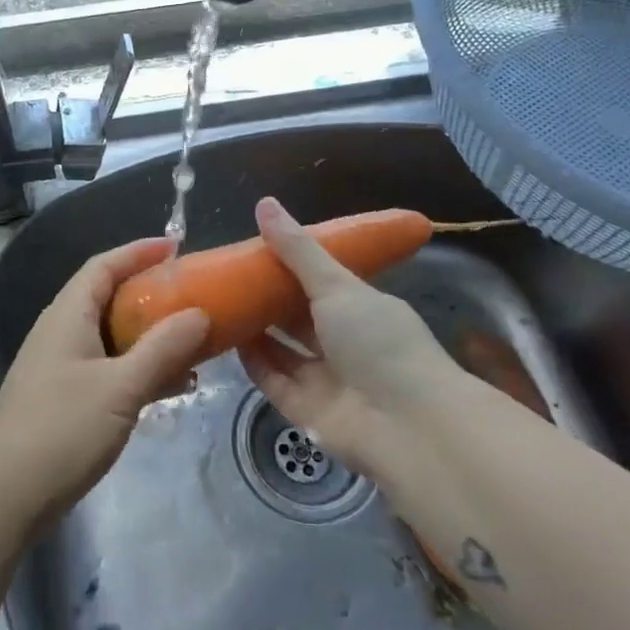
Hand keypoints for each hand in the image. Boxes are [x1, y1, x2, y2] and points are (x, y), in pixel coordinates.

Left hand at [0, 237, 209, 525]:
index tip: (177, 247)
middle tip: (193, 296)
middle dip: (151, 294)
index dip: (138, 251)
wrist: (4, 497)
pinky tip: (171, 386)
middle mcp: (61, 331)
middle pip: (109, 297)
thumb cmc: (61, 430)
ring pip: (112, 336)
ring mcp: (60, 366)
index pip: (104, 265)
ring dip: (150, 336)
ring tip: (193, 342)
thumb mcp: (120, 387)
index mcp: (68, 315)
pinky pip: (108, 368)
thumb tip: (199, 313)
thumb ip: (162, 349)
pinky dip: (139, 368)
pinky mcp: (64, 398)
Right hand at [236, 197, 465, 478]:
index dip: (289, 267)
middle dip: (267, 299)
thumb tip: (264, 202)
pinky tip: (228, 339)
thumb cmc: (378, 342)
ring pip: (283, 350)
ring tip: (220, 303)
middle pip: (298, 319)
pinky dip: (253, 362)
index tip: (254, 249)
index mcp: (360, 310)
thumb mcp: (337, 286)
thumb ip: (297, 250)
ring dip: (256, 330)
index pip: (320, 284)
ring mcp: (326, 380)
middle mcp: (344, 344)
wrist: (408, 426)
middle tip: (229, 276)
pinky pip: (274, 381)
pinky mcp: (307, 412)